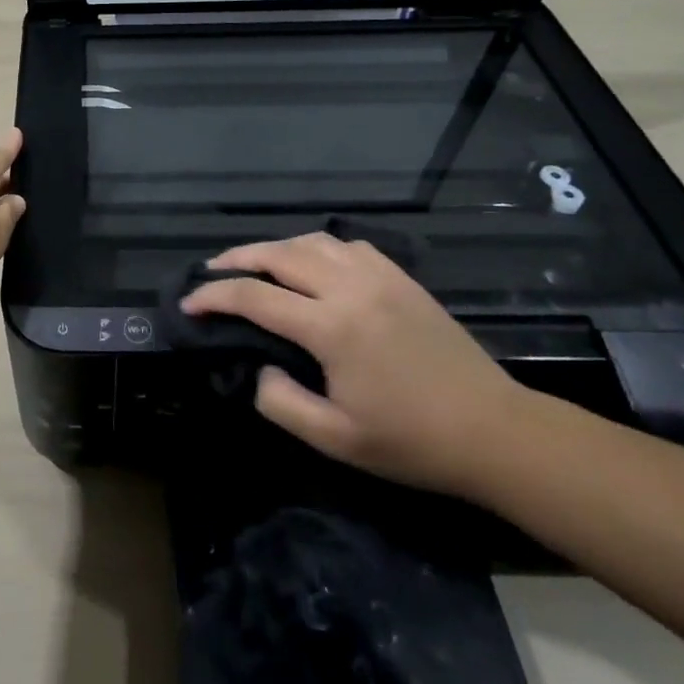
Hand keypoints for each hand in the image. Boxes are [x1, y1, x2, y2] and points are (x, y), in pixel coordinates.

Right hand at [183, 232, 527, 494]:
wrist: (495, 432)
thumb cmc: (411, 442)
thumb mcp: (335, 439)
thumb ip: (280, 402)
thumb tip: (258, 368)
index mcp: (332, 327)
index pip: (255, 297)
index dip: (214, 296)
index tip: (189, 303)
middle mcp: (352, 288)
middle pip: (279, 254)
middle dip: (237, 259)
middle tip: (210, 272)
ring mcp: (381, 277)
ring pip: (313, 241)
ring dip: (275, 248)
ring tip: (255, 265)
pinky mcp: (402, 279)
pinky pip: (348, 246)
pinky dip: (317, 248)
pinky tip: (312, 265)